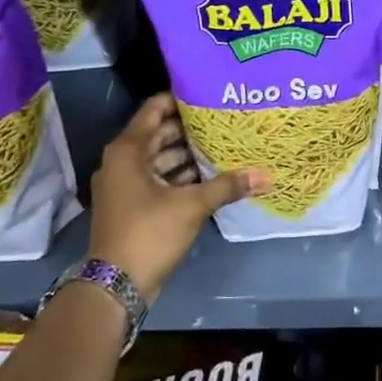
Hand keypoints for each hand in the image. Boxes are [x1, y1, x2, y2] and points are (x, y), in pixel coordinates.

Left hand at [88, 94, 269, 302]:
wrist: (114, 286)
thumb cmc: (149, 232)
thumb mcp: (192, 206)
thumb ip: (228, 186)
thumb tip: (266, 175)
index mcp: (128, 150)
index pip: (155, 108)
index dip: (181, 98)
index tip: (211, 94)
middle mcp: (122, 161)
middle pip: (160, 133)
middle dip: (191, 127)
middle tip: (225, 118)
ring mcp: (125, 185)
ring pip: (160, 158)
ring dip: (188, 153)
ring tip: (223, 144)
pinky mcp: (132, 205)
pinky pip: (158, 179)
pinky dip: (180, 175)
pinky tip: (211, 175)